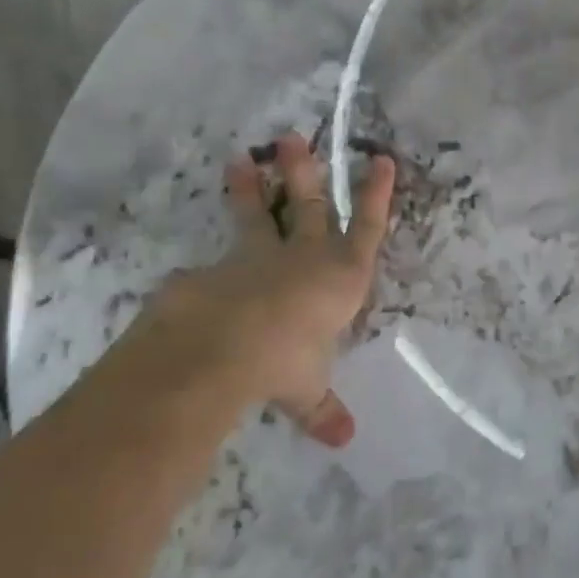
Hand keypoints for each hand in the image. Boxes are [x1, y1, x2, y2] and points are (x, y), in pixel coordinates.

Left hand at [133, 136, 394, 445]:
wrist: (220, 349)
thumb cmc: (286, 361)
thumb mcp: (308, 391)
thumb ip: (323, 409)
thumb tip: (344, 439)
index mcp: (341, 279)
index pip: (368, 229)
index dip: (377, 195)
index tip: (382, 159)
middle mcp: (303, 257)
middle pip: (310, 206)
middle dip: (306, 172)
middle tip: (293, 138)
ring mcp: (255, 258)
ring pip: (258, 216)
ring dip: (252, 189)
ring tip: (241, 159)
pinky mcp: (212, 270)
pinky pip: (215, 264)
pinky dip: (211, 268)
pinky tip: (196, 276)